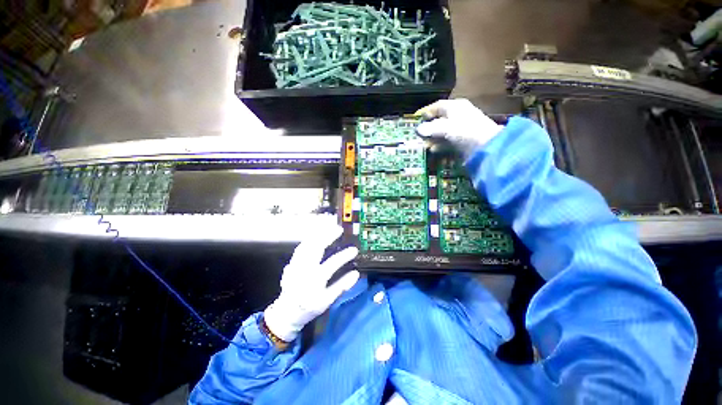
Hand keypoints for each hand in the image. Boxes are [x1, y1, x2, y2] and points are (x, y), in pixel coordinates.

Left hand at [263, 226, 358, 341]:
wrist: (287, 312)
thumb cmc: (309, 307)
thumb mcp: (327, 301)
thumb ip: (341, 286)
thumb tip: (356, 274)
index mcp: (315, 280)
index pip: (332, 263)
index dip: (344, 255)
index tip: (354, 250)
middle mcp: (305, 269)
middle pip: (316, 248)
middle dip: (328, 236)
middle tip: (339, 229)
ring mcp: (297, 265)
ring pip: (307, 245)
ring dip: (318, 235)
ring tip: (328, 228)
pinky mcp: (291, 263)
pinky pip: (300, 247)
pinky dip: (309, 240)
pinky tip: (315, 236)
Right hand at [415, 99, 503, 157]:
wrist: (487, 147)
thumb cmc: (465, 132)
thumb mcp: (445, 128)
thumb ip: (430, 128)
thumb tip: (418, 129)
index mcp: (455, 107)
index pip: (437, 106)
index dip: (425, 112)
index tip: (415, 119)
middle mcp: (458, 116)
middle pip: (439, 120)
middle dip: (427, 128)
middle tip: (417, 135)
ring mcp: (461, 129)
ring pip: (442, 132)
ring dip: (432, 139)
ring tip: (423, 145)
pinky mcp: (462, 141)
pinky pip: (447, 142)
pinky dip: (440, 146)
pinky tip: (433, 150)